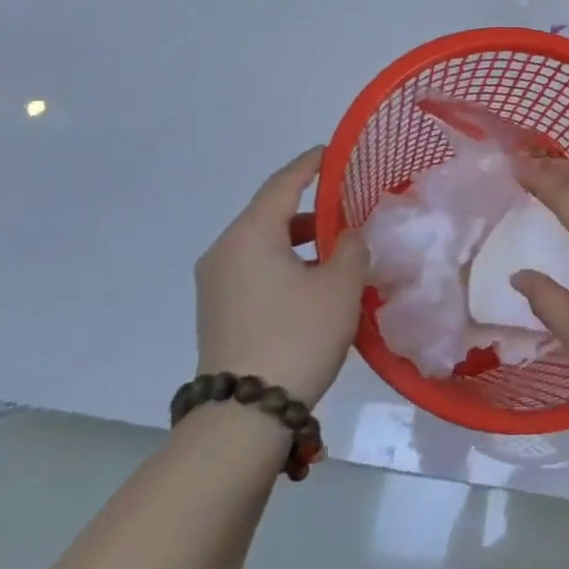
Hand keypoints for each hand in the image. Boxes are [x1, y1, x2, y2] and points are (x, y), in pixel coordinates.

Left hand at [195, 147, 367, 406]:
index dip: (310, 165)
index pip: (283, 184)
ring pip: (263, 244)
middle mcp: (225, 251)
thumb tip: (348, 235)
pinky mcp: (218, 311)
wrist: (244, 416)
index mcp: (250, 235)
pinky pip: (255, 269)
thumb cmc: (297, 337)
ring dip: (300, 241)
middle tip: (347, 205)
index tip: (331, 152)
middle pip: (270, 214)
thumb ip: (352, 248)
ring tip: (338, 249)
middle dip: (310, 207)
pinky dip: (285, 263)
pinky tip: (314, 282)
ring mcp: (216, 283)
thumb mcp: (340, 288)